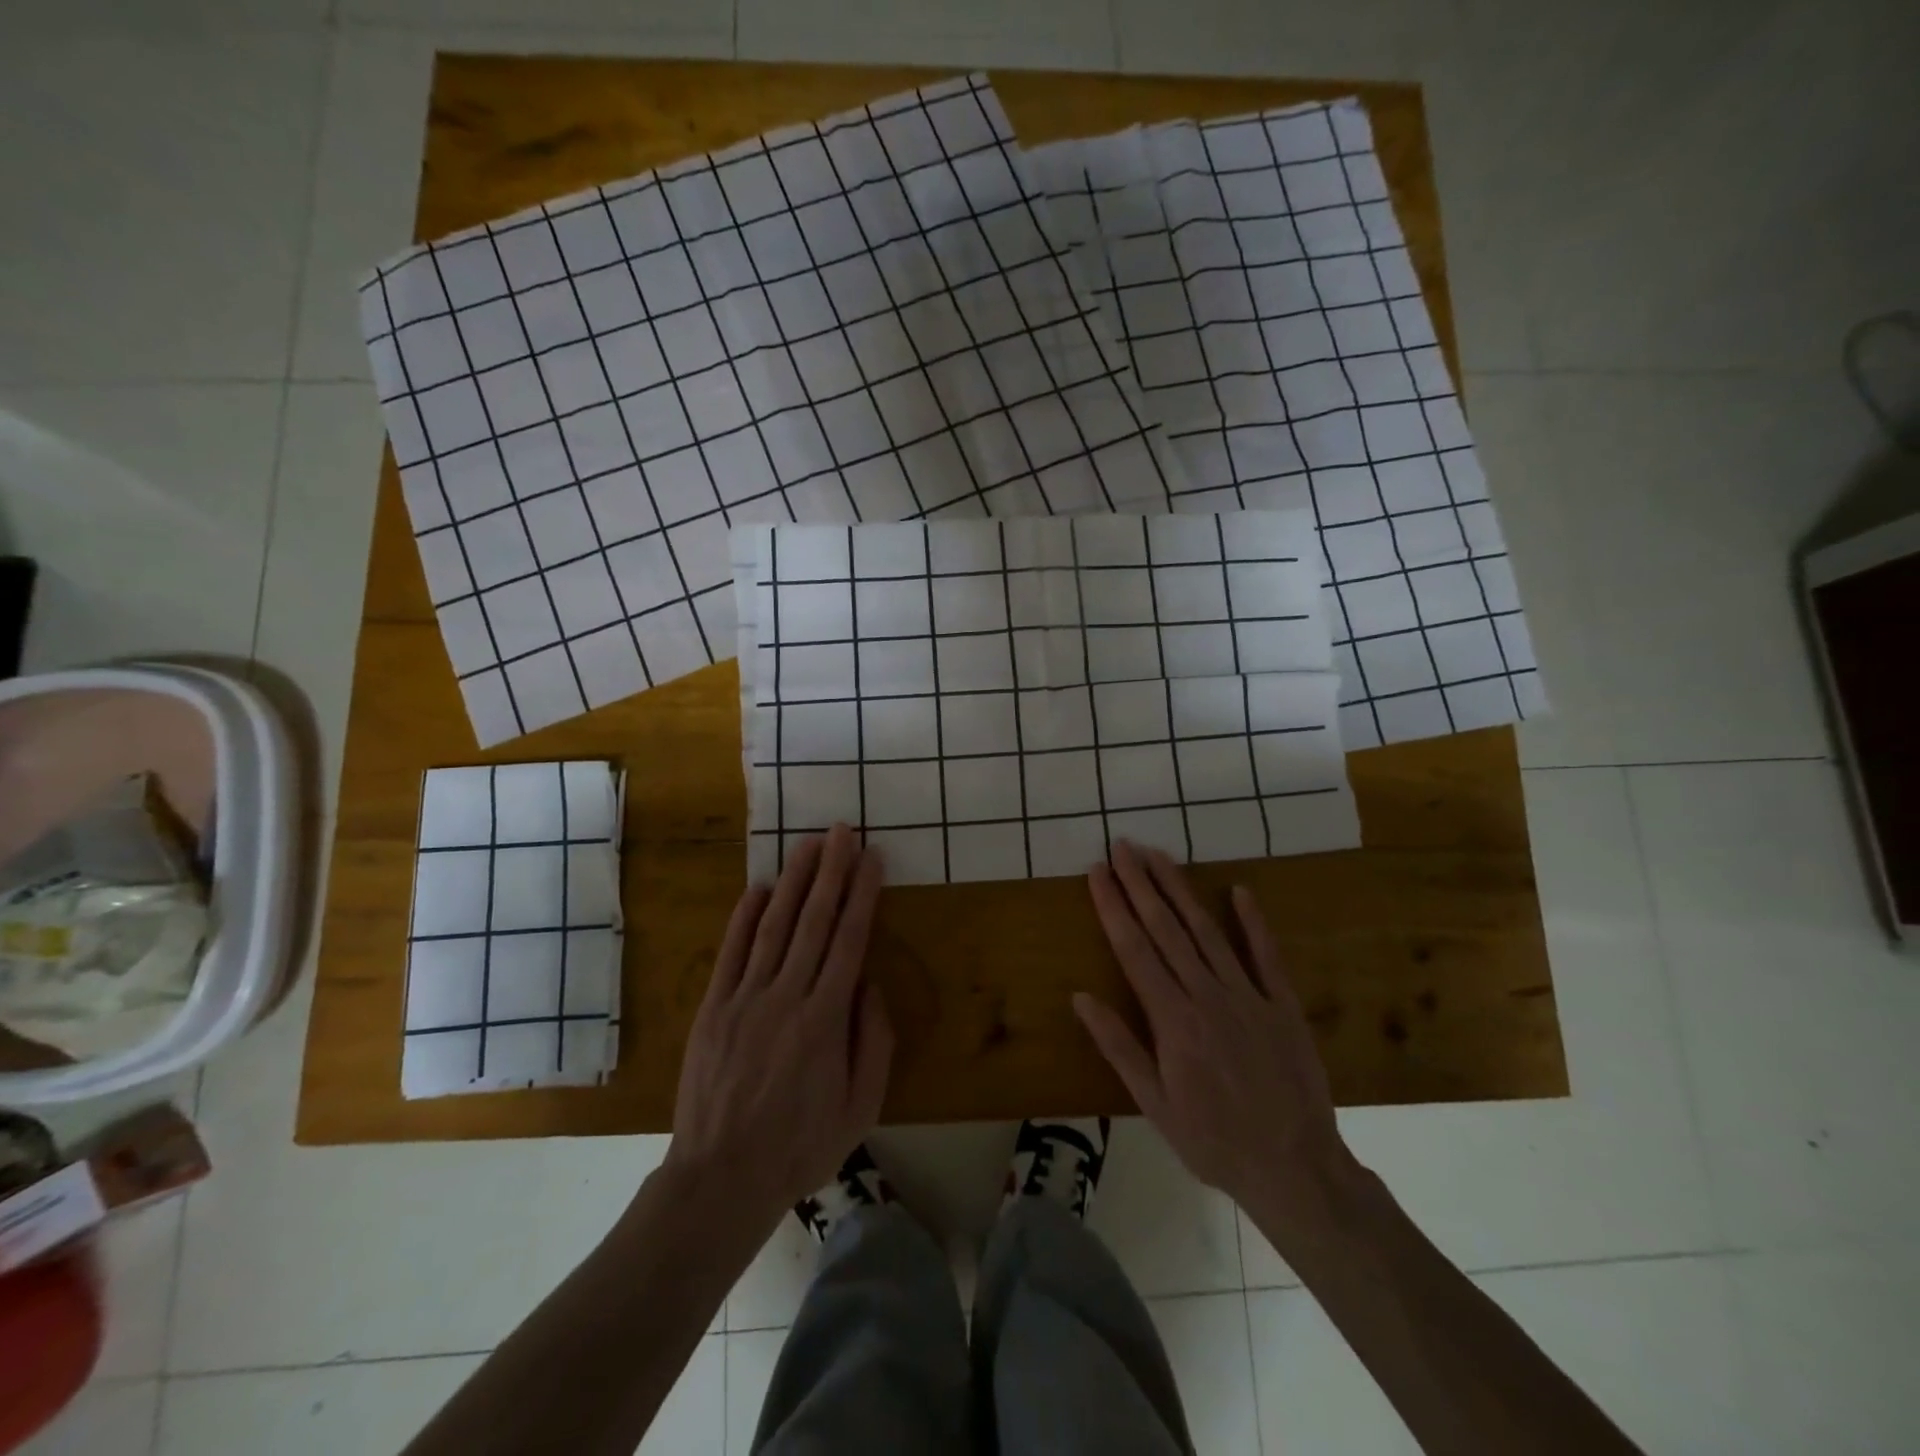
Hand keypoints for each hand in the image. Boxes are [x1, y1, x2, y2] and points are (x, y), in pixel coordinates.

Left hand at [664, 824, 893, 1224]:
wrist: (720, 1180)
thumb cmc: (801, 1146)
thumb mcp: (861, 1106)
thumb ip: (874, 1040)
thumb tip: (869, 982)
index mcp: (826, 1019)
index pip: (849, 940)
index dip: (862, 894)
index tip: (872, 858)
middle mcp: (786, 996)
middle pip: (813, 920)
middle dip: (831, 871)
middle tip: (842, 831)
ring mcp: (744, 998)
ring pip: (773, 926)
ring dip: (793, 881)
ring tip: (809, 844)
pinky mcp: (713, 1008)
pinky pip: (731, 952)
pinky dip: (745, 917)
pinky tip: (758, 888)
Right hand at [1076, 840, 1352, 1223]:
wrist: (1296, 1168)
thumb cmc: (1213, 1140)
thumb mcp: (1155, 1104)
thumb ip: (1119, 1046)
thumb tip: (1080, 997)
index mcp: (1173, 1019)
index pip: (1134, 949)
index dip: (1113, 907)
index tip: (1098, 873)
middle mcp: (1207, 995)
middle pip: (1166, 929)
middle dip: (1140, 884)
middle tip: (1122, 847)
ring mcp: (1248, 995)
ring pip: (1207, 931)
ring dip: (1180, 890)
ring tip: (1159, 855)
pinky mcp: (1282, 1003)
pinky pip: (1266, 955)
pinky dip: (1252, 922)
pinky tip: (1239, 890)